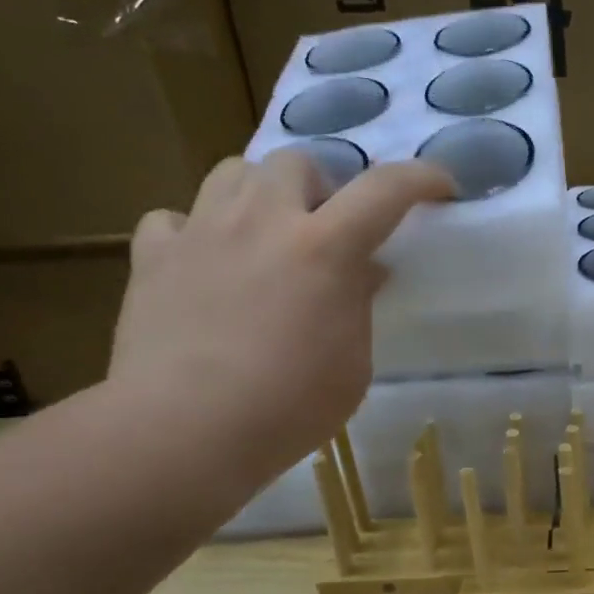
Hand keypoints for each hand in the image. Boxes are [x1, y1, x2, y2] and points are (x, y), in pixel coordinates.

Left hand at [107, 151, 452, 498]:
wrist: (183, 432)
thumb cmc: (286, 408)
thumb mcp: (352, 367)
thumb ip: (358, 308)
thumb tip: (361, 272)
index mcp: (324, 249)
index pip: (385, 190)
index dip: (421, 178)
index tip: (440, 186)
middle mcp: (263, 221)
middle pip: (297, 161)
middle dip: (321, 186)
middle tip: (326, 229)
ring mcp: (202, 232)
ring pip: (233, 172)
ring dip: (260, 194)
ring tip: (266, 234)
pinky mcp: (153, 257)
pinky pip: (173, 218)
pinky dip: (193, 232)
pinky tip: (203, 263)